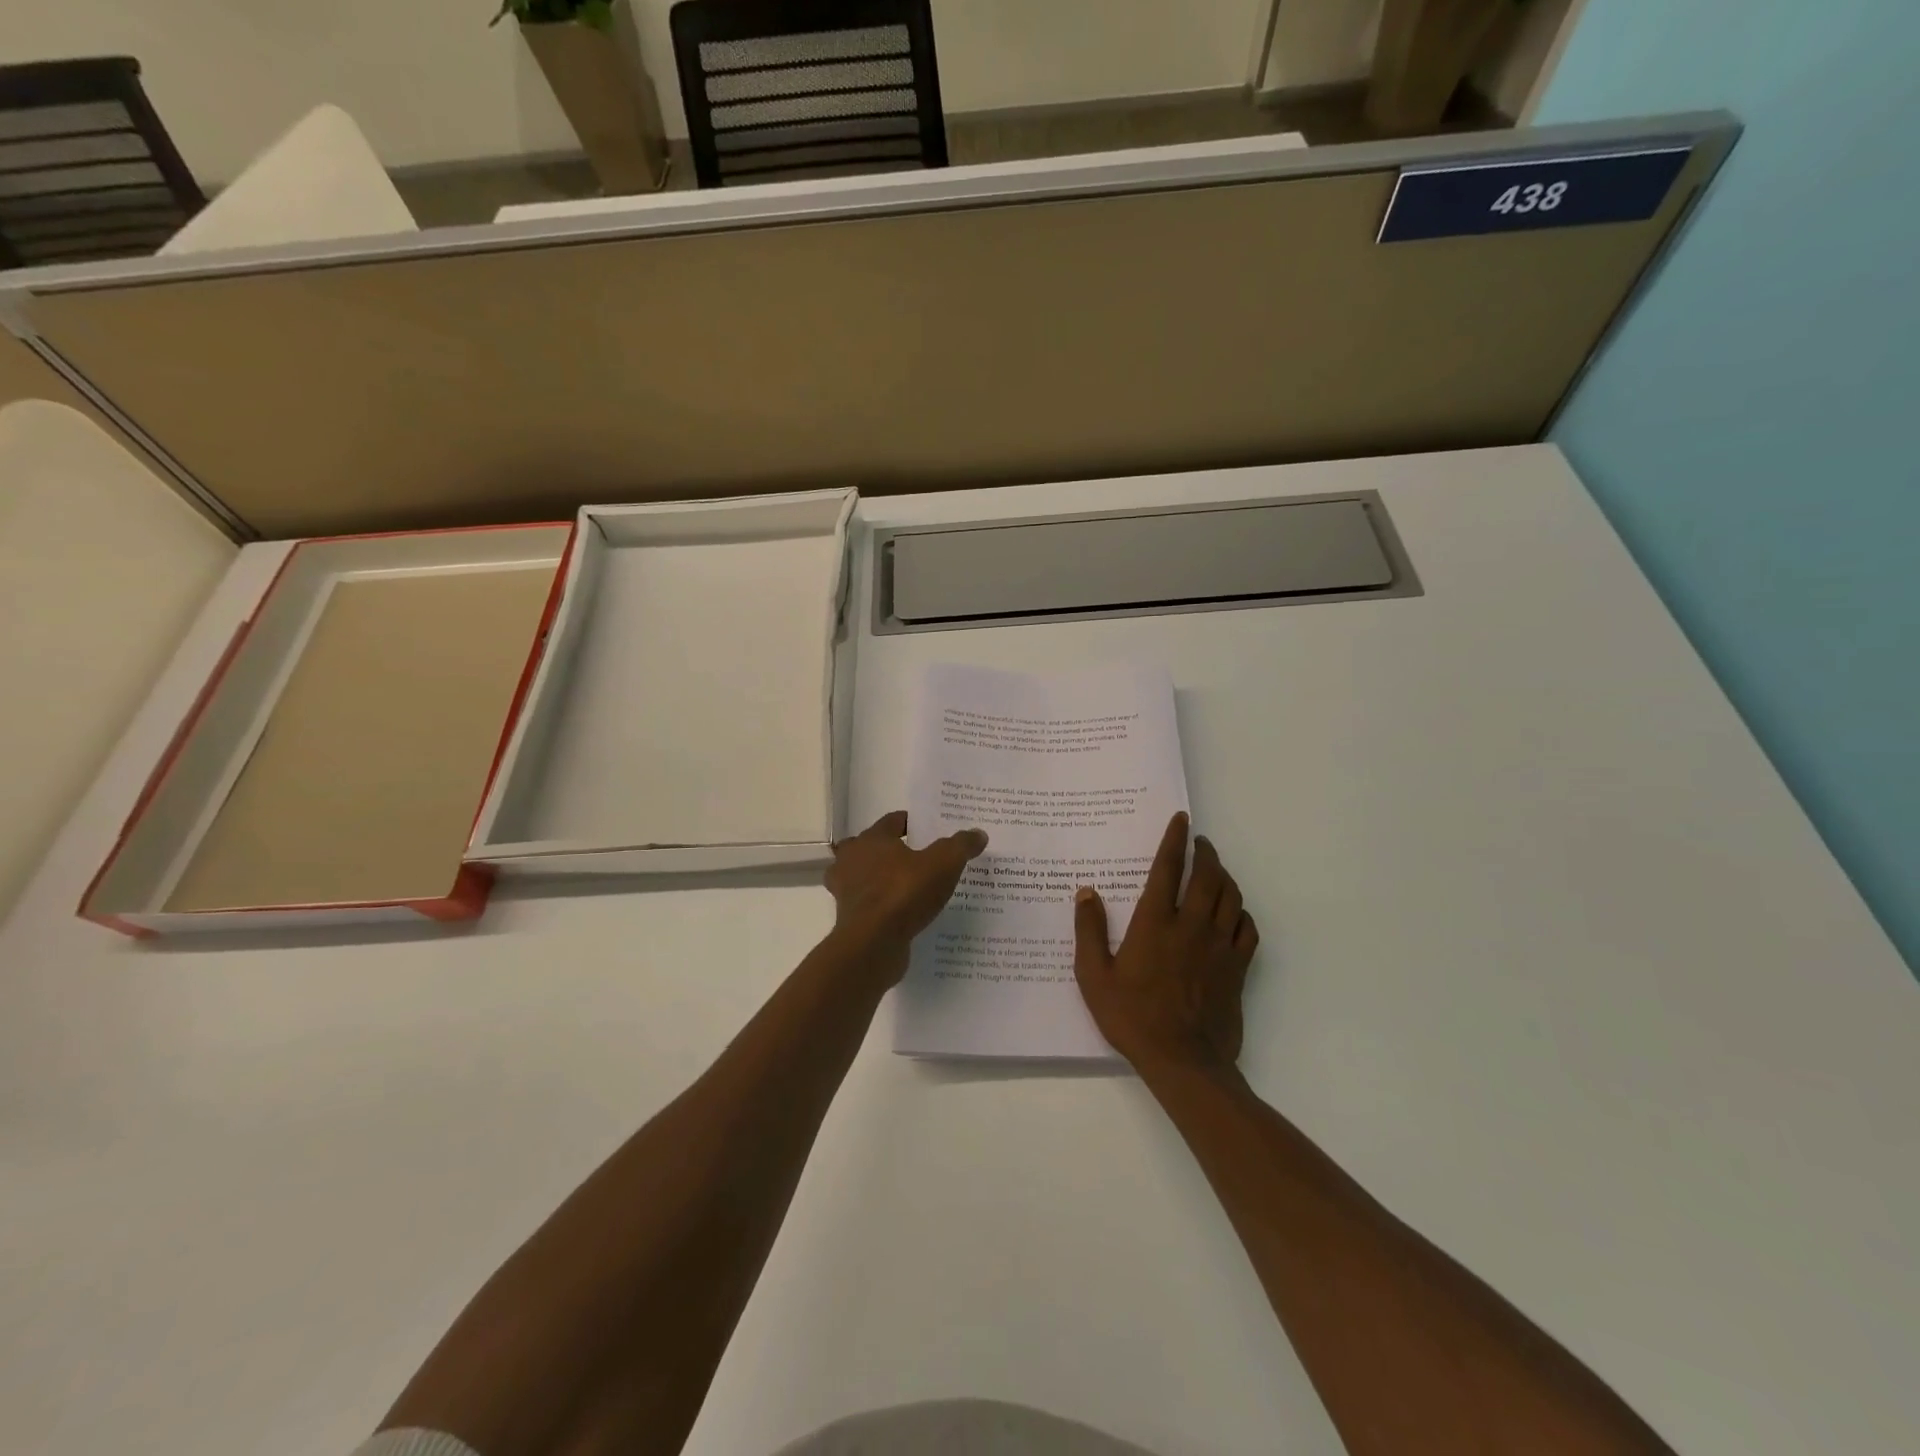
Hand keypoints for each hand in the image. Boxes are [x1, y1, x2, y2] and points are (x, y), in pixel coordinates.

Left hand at [825, 811, 987, 981]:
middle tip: (917, 858)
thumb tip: (978, 833)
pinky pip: (868, 906)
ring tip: (909, 888)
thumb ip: (960, 846)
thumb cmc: (904, 892)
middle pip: (871, 847)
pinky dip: (881, 907)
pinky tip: (902, 915)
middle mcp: (851, 860)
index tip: (928, 830)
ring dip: (881, 879)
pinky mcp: (848, 919)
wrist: (873, 942)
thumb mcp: (944, 863)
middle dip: (891, 851)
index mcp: (872, 839)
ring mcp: (846, 891)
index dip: (911, 823)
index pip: (892, 821)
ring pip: (864, 877)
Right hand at [1073, 812, 1258, 1075]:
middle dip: (1206, 852)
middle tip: (1200, 841)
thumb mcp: (1094, 976)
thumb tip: (1087, 892)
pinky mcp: (1237, 968)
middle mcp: (1191, 925)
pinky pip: (1248, 929)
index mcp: (1155, 922)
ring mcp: (1219, 946)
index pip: (1168, 868)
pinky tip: (1234, 913)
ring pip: (1231, 897)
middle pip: (1207, 876)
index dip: (1174, 840)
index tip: (1181, 820)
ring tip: (1216, 869)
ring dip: (1224, 876)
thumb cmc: (1132, 1016)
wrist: (1183, 1060)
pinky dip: (1242, 913)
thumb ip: (1089, 930)